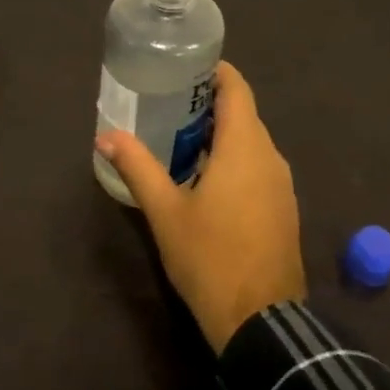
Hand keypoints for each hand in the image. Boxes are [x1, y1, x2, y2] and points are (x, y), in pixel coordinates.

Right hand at [96, 62, 305, 352]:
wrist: (261, 322)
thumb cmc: (210, 258)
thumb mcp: (165, 212)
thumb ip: (137, 167)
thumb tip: (105, 137)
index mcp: (245, 147)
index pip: (237, 89)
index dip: (215, 72)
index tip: (184, 67)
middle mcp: (270, 156)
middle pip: (243, 114)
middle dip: (209, 105)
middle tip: (168, 104)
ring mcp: (282, 184)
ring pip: (251, 142)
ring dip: (220, 135)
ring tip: (179, 139)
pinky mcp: (283, 208)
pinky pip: (258, 167)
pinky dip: (234, 160)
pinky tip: (205, 178)